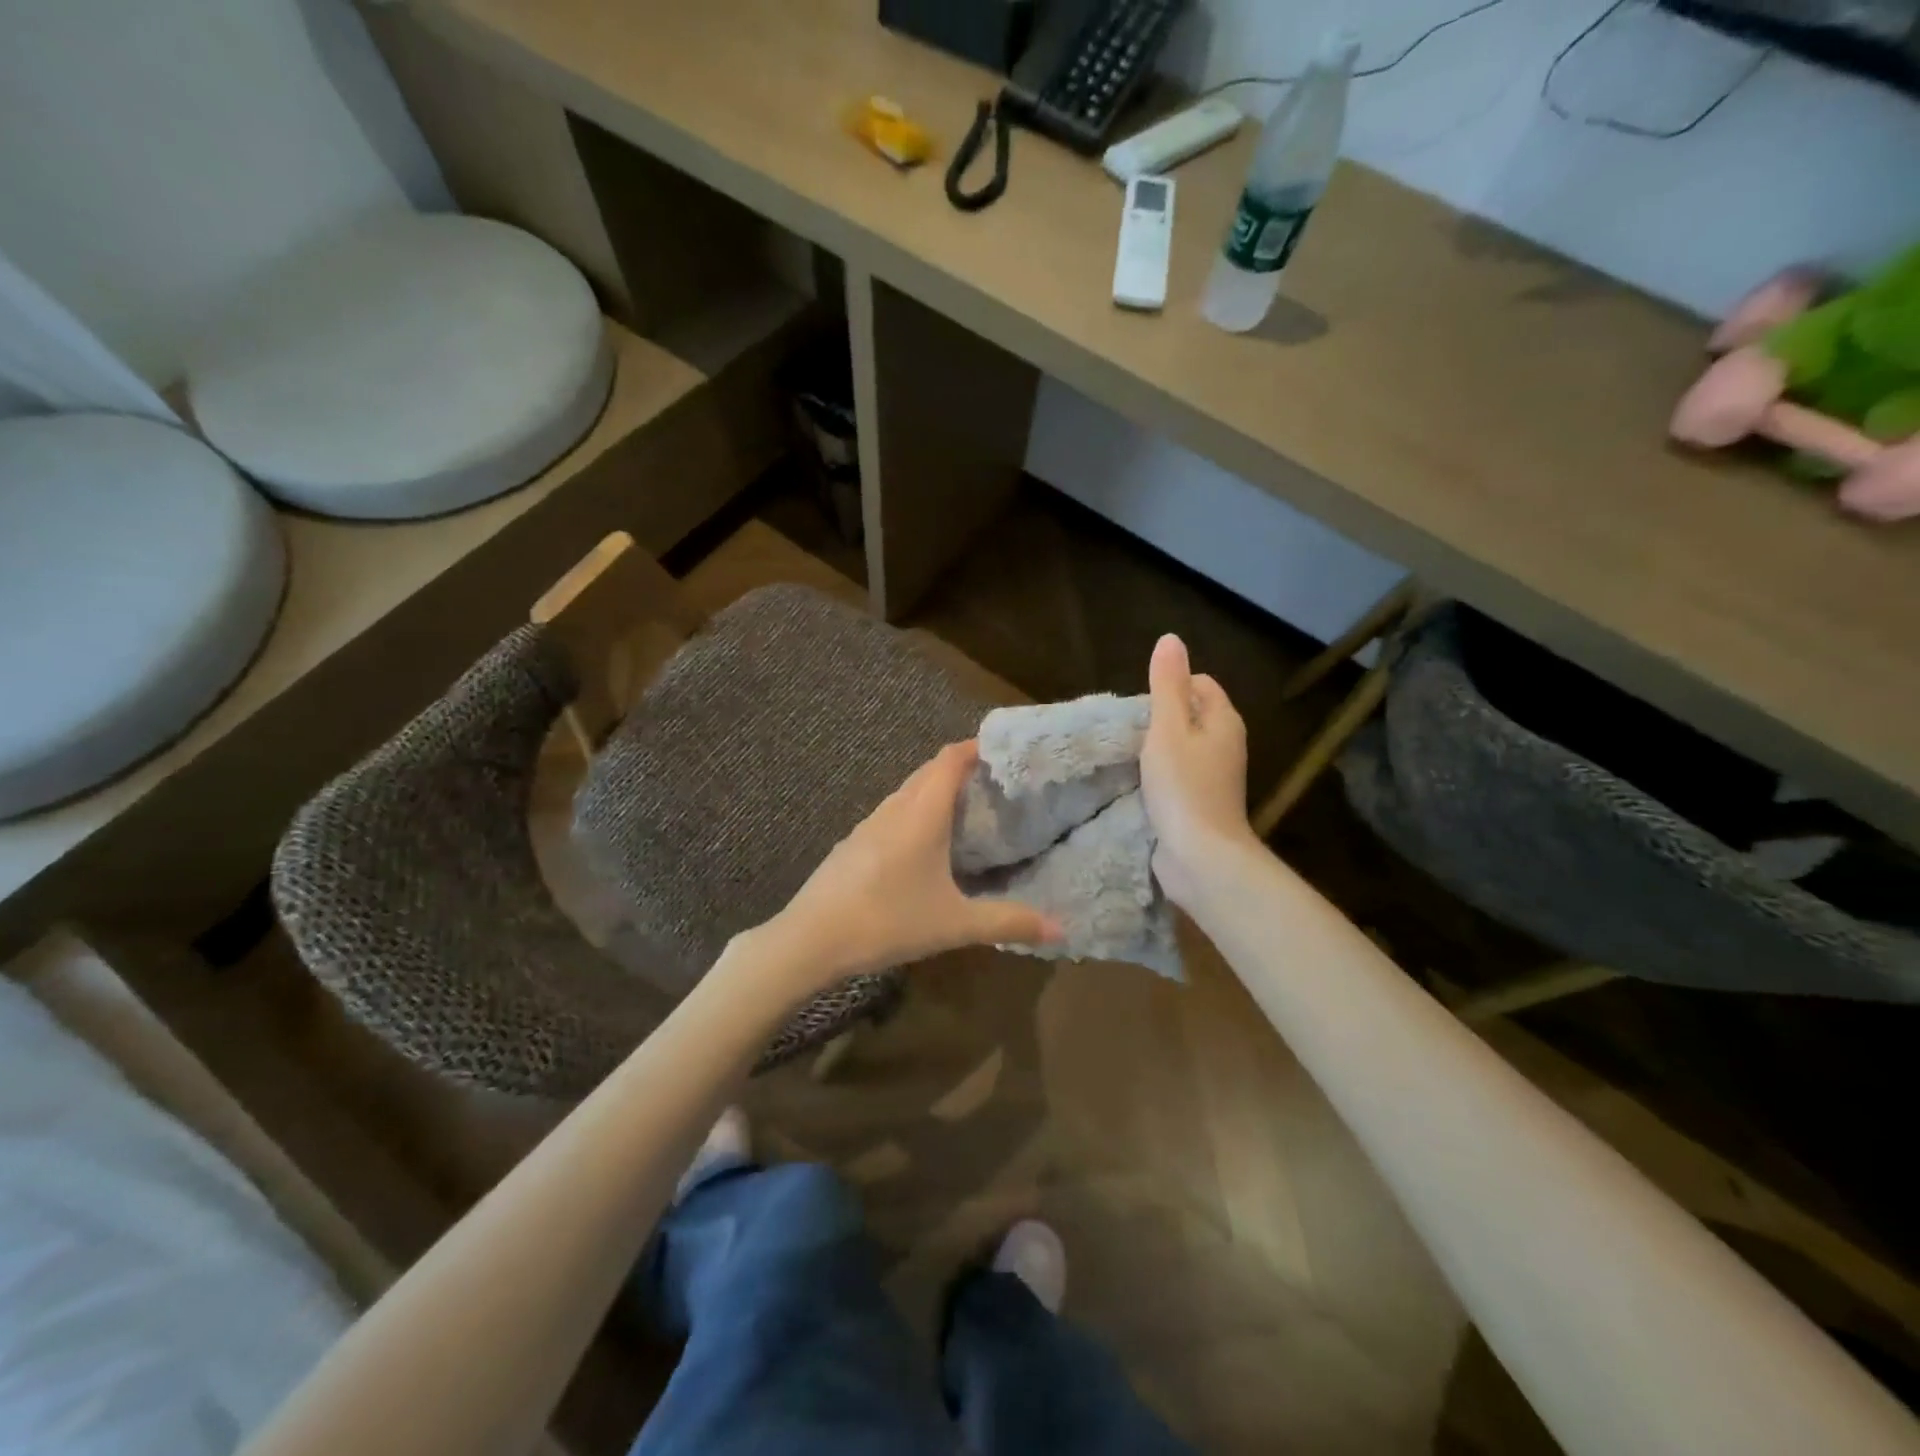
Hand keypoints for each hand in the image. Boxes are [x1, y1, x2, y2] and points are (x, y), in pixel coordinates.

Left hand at [762, 742, 1060, 994]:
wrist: (810, 939)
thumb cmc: (888, 920)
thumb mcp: (955, 924)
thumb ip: (1008, 921)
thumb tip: (1061, 928)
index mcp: (921, 814)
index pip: (949, 760)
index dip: (974, 748)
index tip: (1001, 749)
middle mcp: (894, 809)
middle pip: (928, 771)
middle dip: (959, 768)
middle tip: (992, 782)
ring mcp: (867, 825)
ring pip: (906, 792)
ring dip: (933, 790)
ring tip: (963, 810)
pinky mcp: (852, 844)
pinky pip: (891, 813)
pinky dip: (914, 812)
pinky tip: (922, 845)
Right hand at [1141, 634, 1254, 909]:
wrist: (1200, 856)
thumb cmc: (1183, 786)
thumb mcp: (1168, 728)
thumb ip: (1167, 684)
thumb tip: (1171, 639)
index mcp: (1223, 720)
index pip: (1200, 684)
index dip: (1171, 686)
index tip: (1141, 705)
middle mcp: (1226, 744)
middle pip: (1191, 715)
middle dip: (1161, 717)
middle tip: (1130, 730)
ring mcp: (1215, 776)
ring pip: (1184, 747)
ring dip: (1158, 748)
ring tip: (1129, 755)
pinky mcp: (1201, 802)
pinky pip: (1178, 775)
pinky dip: (1161, 775)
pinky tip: (1139, 783)